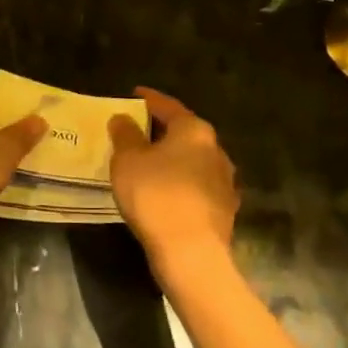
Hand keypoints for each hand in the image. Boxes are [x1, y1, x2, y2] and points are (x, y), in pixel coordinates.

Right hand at [107, 87, 238, 257]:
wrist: (191, 253)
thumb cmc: (156, 196)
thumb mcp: (128, 161)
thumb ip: (125, 134)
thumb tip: (123, 118)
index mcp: (194, 130)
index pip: (168, 106)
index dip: (148, 99)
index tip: (134, 94)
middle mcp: (215, 149)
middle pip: (184, 132)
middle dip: (161, 130)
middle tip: (136, 130)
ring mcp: (224, 180)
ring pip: (192, 160)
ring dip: (172, 159)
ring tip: (148, 163)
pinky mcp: (224, 208)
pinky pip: (196, 185)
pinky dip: (180, 182)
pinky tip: (165, 192)